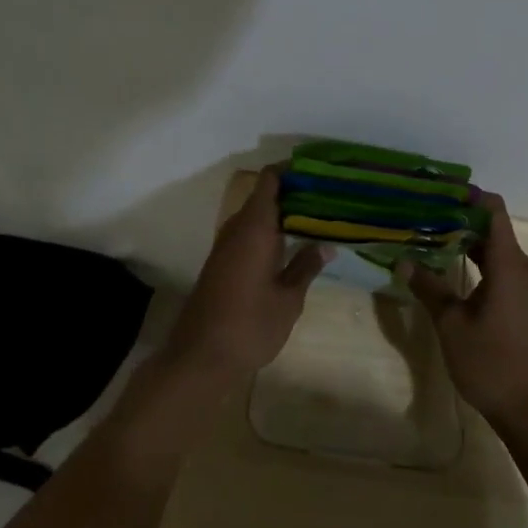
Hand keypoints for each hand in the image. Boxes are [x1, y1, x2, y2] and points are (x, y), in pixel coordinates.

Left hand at [164, 168, 329, 387]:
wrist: (200, 357)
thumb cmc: (250, 325)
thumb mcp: (288, 299)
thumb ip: (305, 267)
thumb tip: (326, 245)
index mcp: (254, 228)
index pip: (269, 180)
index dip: (291, 170)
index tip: (318, 171)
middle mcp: (236, 229)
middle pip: (263, 196)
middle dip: (293, 193)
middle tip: (328, 197)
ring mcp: (225, 246)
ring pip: (255, 216)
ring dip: (281, 214)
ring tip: (316, 219)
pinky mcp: (221, 263)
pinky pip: (248, 234)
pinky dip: (269, 232)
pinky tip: (290, 246)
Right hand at [400, 194, 527, 435]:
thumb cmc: (491, 364)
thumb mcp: (451, 325)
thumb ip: (429, 288)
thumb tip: (404, 261)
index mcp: (509, 265)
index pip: (494, 212)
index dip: (469, 197)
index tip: (438, 192)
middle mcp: (524, 269)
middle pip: (494, 230)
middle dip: (460, 220)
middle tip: (423, 217)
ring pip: (498, 251)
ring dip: (468, 243)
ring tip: (431, 240)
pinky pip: (504, 270)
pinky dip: (479, 263)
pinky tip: (453, 272)